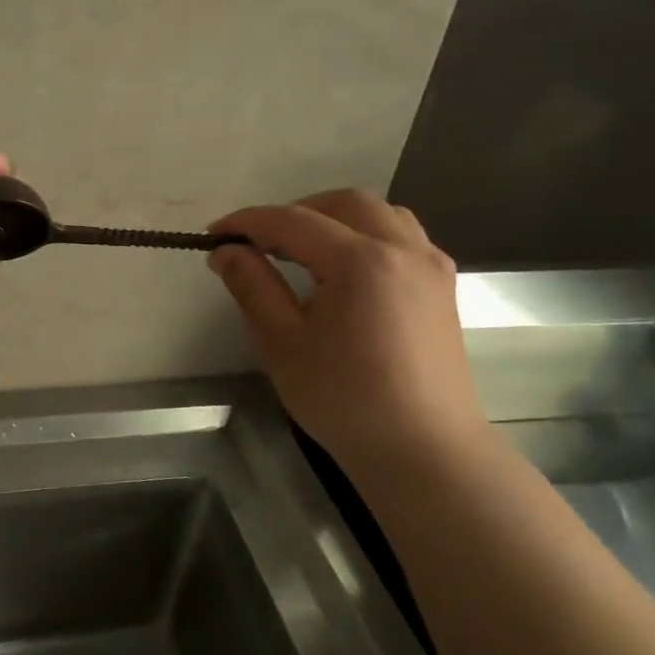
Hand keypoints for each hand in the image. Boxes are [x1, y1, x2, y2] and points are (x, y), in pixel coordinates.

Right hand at [208, 190, 486, 472]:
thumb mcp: (282, 343)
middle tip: (258, 243)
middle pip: (343, 203)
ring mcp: (430, 266)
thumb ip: (252, 286)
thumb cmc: (344, 400)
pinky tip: (344, 270)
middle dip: (294, 213)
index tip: (213, 236)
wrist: (424, 451)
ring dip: (334, 218)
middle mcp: (403, 249)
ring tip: (300, 250)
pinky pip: (401, 237)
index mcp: (362, 261)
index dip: (248, 223)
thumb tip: (226, 252)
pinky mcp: (441, 287)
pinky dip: (365, 235)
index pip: (293, 222)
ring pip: (379, 214)